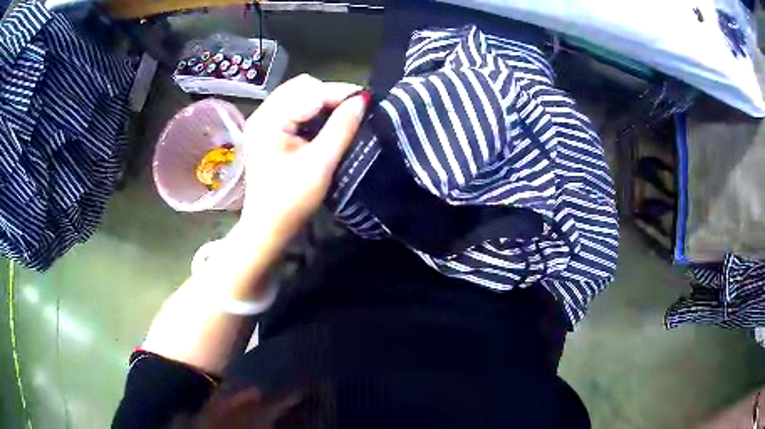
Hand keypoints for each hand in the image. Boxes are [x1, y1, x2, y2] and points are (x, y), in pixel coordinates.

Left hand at [239, 74, 368, 240]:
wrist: (266, 227)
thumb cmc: (291, 200)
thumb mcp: (321, 164)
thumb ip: (342, 128)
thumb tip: (363, 99)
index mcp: (270, 120)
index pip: (311, 91)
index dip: (341, 92)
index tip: (368, 100)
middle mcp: (262, 113)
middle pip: (302, 87)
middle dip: (330, 94)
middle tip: (354, 110)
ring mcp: (262, 121)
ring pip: (297, 95)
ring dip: (322, 101)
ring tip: (342, 115)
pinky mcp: (266, 130)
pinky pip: (292, 107)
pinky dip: (311, 110)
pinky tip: (323, 123)